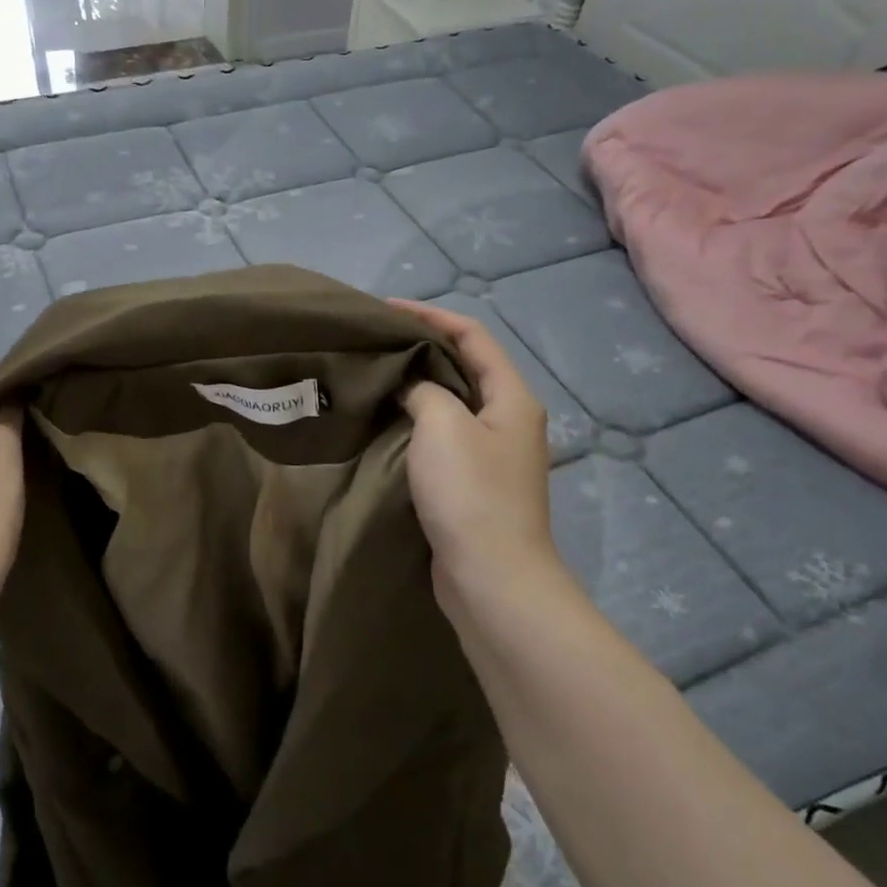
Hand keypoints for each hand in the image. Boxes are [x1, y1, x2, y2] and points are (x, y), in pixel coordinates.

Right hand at [388, 301, 562, 626]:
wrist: (490, 576)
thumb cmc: (470, 493)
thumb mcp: (443, 426)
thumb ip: (425, 390)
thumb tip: (412, 384)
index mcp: (512, 398)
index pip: (473, 336)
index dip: (431, 316)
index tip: (385, 309)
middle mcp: (508, 420)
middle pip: (464, 368)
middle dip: (422, 350)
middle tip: (375, 343)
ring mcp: (492, 455)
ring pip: (451, 405)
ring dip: (417, 388)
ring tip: (375, 377)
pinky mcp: (473, 485)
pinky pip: (443, 438)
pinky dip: (416, 424)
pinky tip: (386, 424)